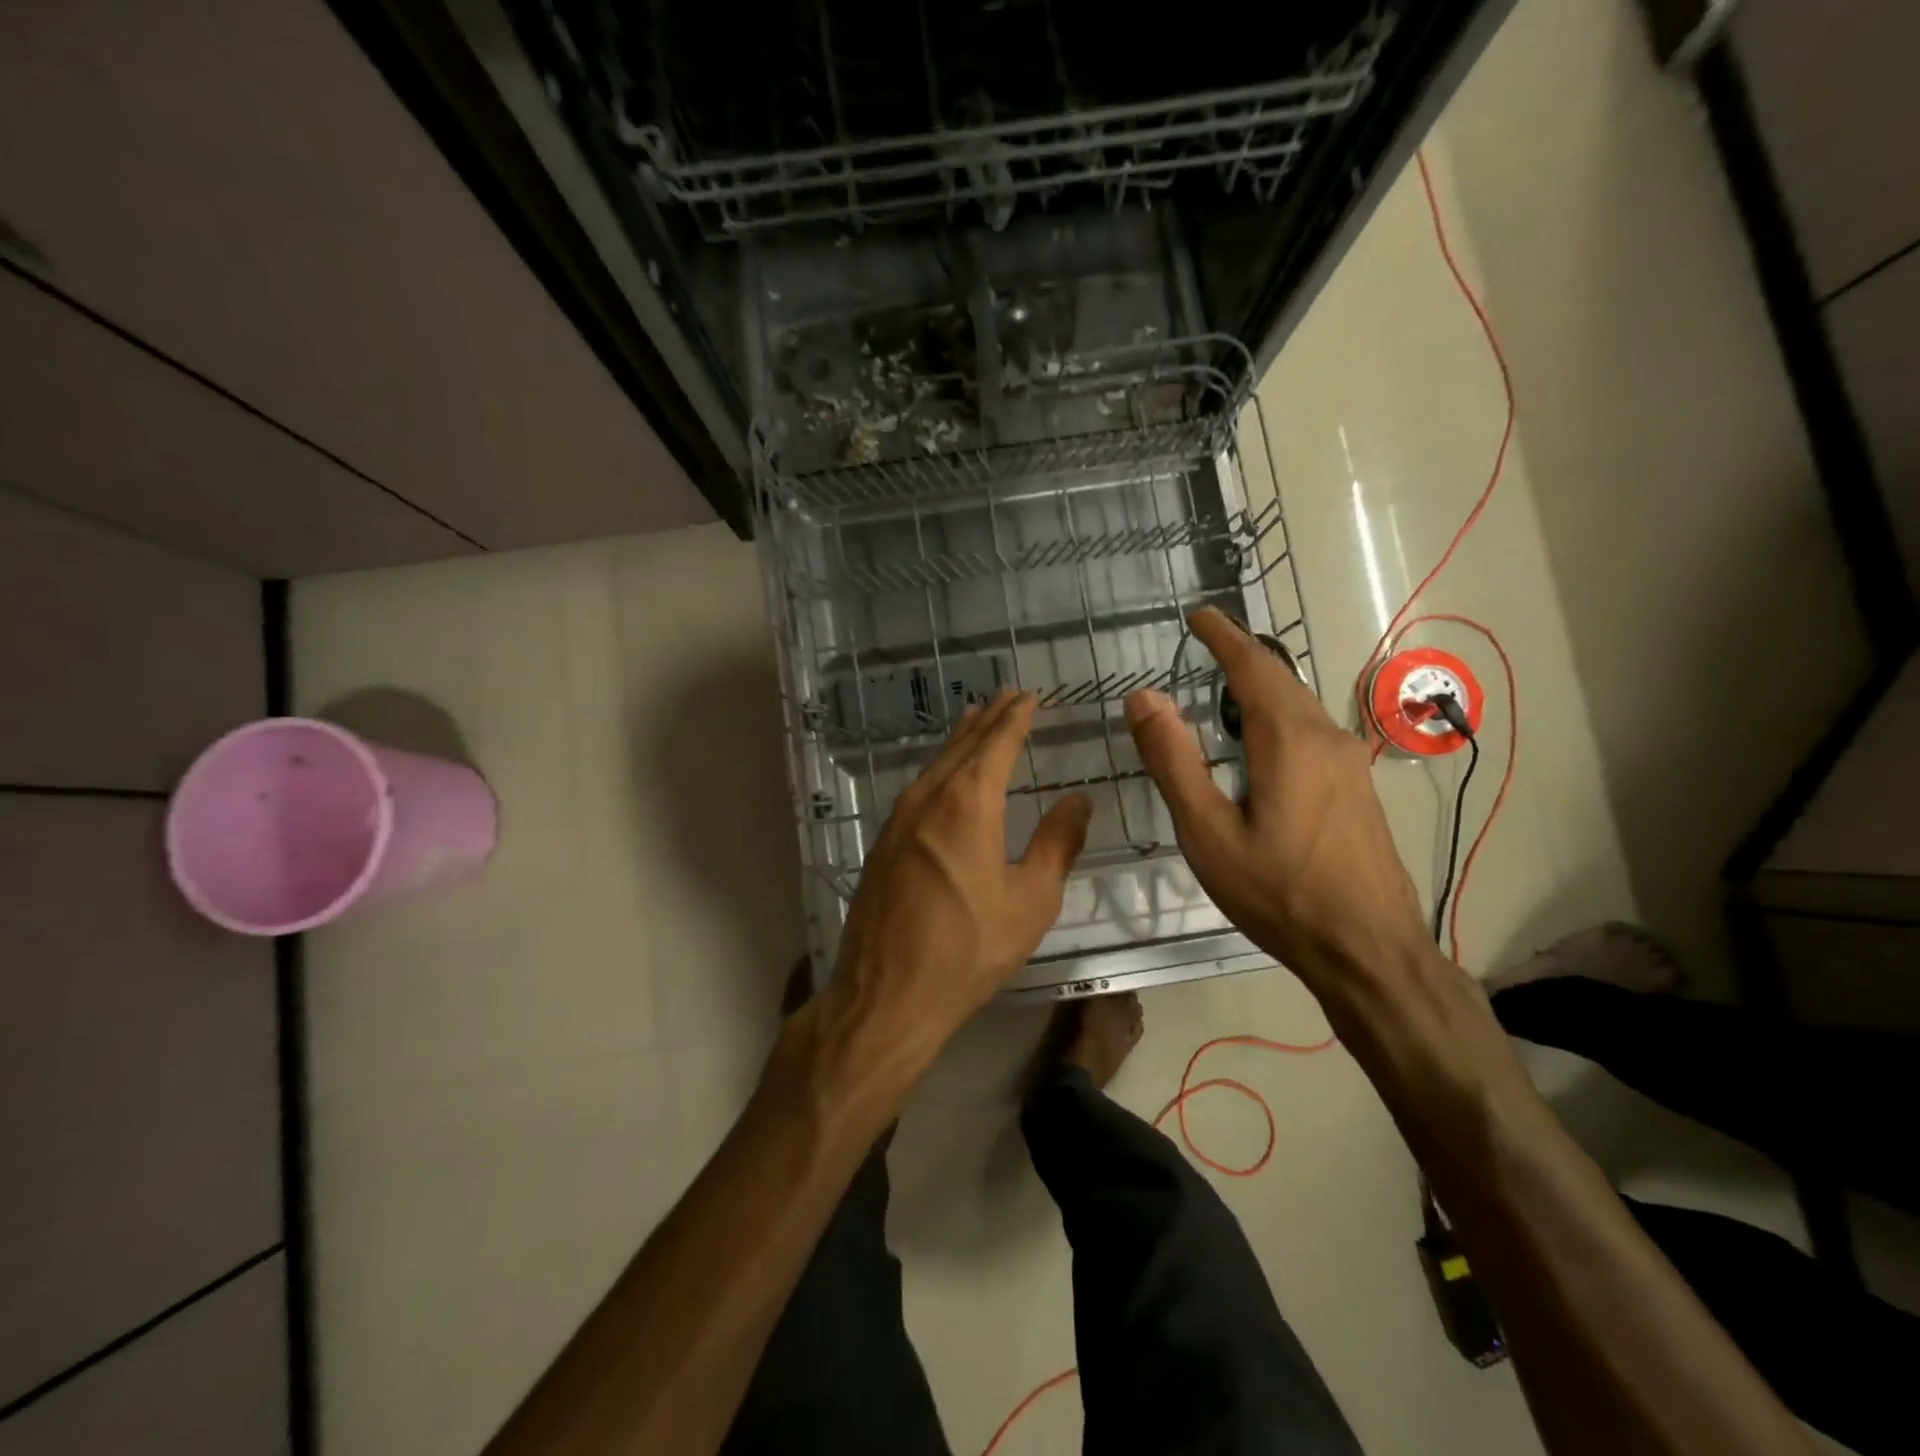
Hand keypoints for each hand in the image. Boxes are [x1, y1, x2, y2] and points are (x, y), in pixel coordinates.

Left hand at [818, 690, 1092, 1087]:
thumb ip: (1057, 843)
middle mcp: (928, 798)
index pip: (996, 743)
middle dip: (988, 720)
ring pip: (935, 765)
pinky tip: (945, 778)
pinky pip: (918, 789)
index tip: (1027, 696)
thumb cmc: (969, 948)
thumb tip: (1078, 799)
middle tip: (1007, 698)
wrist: (887, 993)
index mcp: (968, 803)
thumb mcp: (1030, 899)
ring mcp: (898, 820)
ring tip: (977, 723)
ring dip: (960, 741)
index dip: (1014, 718)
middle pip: (962, 746)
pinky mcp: (883, 843)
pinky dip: (940, 769)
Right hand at [1123, 609, 1431, 989]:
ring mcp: (1349, 763)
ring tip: (1225, 685)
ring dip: (1262, 686)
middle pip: (1281, 678)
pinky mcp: (1357, 789)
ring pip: (1299, 706)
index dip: (1222, 636)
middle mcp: (1326, 738)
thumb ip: (1173, 761)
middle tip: (1207, 641)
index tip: (1199, 614)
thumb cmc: (1278, 893)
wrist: (1369, 950)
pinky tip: (1262, 741)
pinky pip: (1312, 731)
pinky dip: (1279, 715)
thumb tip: (1143, 697)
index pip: (1252, 666)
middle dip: (1243, 654)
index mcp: (1288, 740)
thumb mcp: (1207, 832)